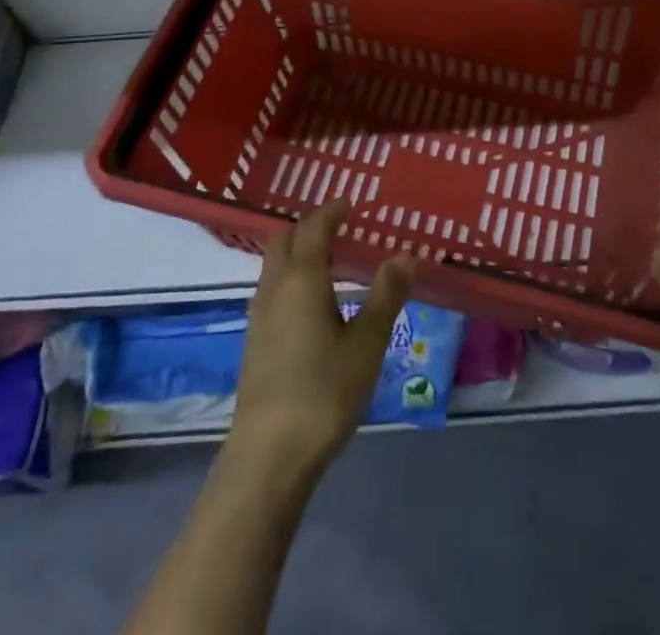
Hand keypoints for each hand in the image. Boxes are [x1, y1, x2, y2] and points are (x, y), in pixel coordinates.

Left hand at [228, 201, 412, 484]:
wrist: (268, 456)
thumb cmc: (324, 393)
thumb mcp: (366, 344)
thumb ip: (386, 296)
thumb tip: (405, 255)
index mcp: (301, 279)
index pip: (314, 228)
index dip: (332, 211)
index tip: (350, 203)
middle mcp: (274, 287)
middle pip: (285, 239)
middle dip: (309, 225)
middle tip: (339, 225)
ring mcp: (259, 314)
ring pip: (274, 263)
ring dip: (297, 250)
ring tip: (329, 258)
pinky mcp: (254, 339)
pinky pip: (271, 286)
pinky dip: (290, 274)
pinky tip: (311, 300)